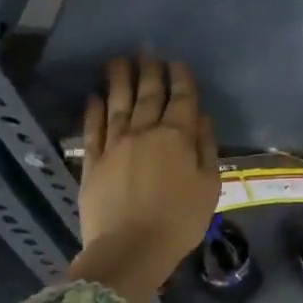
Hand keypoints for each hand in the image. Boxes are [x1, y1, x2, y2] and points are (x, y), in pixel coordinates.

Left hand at [69, 56, 219, 302]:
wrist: (130, 250)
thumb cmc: (180, 221)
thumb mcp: (209, 186)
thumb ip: (206, 148)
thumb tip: (201, 119)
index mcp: (177, 137)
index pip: (181, 99)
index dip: (181, 78)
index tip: (178, 63)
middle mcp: (145, 132)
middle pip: (148, 95)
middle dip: (150, 71)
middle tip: (148, 52)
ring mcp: (115, 145)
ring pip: (118, 104)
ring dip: (119, 80)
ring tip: (119, 61)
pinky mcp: (92, 162)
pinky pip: (93, 129)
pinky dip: (94, 110)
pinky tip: (95, 97)